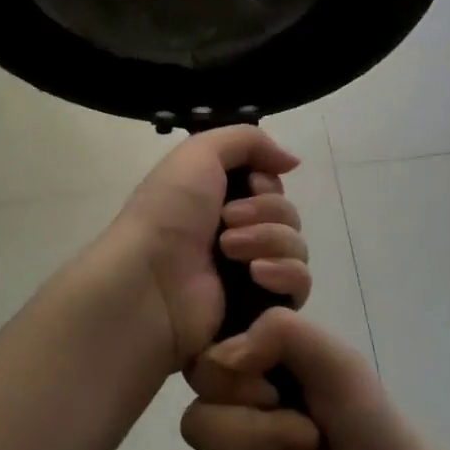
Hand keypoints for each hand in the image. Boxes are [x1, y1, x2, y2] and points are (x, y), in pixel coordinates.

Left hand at [107, 126, 310, 375]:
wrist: (150, 280)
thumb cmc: (168, 212)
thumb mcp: (199, 153)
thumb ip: (248, 140)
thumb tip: (291, 161)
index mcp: (219, 199)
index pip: (271, 187)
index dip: (267, 183)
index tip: (250, 185)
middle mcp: (236, 233)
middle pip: (287, 214)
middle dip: (265, 212)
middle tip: (227, 221)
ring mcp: (249, 273)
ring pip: (296, 247)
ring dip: (269, 240)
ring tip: (229, 251)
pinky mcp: (260, 308)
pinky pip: (299, 285)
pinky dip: (284, 274)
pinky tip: (256, 275)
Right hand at [181, 308, 447, 449]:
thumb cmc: (377, 434)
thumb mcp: (341, 366)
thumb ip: (283, 333)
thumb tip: (220, 357)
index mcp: (253, 377)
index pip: (201, 370)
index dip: (236, 388)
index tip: (278, 395)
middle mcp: (234, 421)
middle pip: (197, 427)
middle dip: (270, 441)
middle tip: (318, 444)